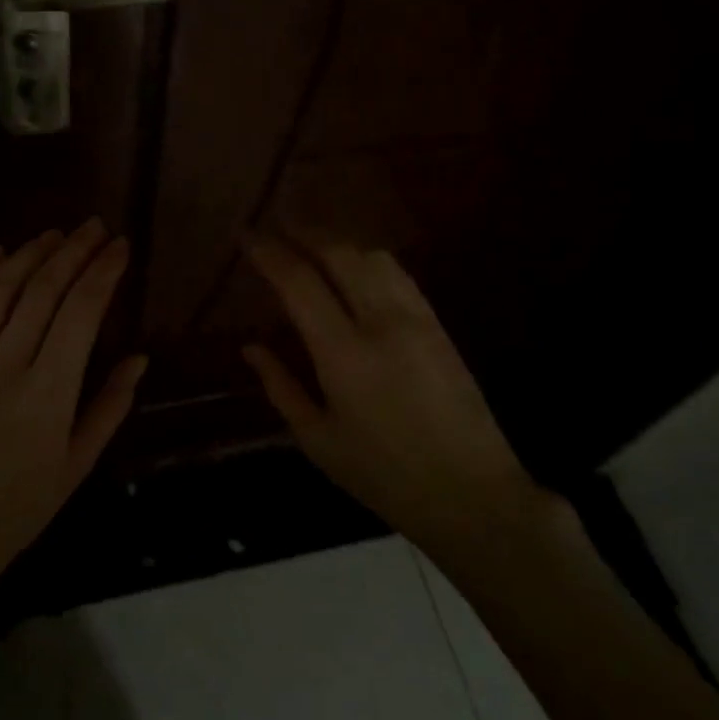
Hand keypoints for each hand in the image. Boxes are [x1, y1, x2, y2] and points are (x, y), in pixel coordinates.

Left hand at [0, 221, 146, 616]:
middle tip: (96, 227)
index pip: (81, 313)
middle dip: (74, 251)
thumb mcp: (78, 464)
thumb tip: (139, 357)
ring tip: (55, 233)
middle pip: (42, 290)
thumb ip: (110, 406)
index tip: (121, 247)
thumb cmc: (20, 506)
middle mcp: (4, 367)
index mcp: (47, 394)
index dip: (103, 272)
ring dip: (29, 254)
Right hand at [241, 235, 537, 547]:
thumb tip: (252, 347)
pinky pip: (399, 274)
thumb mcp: (318, 440)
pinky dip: (368, 259)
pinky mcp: (439, 325)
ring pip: (374, 256)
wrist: (472, 495)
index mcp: (344, 354)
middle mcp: (382, 322)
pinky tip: (356, 266)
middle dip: (304, 231)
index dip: (268, 252)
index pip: (299, 281)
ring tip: (312, 241)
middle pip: (340, 253)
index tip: (246, 235)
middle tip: (277, 225)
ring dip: (338, 240)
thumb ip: (281, 387)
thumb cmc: (384, 476)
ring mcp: (417, 319)